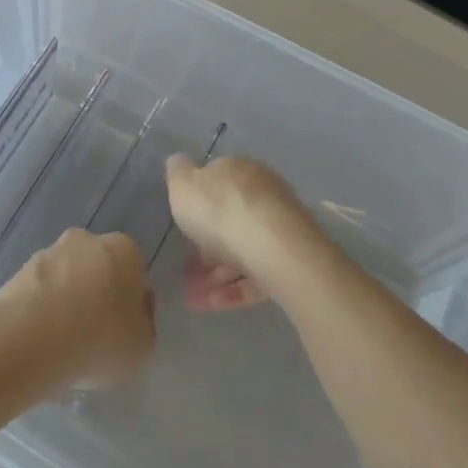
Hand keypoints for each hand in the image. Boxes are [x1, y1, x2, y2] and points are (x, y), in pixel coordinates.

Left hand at [0, 229, 154, 388]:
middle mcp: (86, 240)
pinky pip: (39, 291)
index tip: (124, 326)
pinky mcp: (18, 270)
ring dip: (66, 299)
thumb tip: (137, 309)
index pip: (134, 269)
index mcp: (124, 250)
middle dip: (97, 292)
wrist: (33, 337)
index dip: (130, 298)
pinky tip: (40, 338)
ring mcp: (49, 252)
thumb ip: (144, 323)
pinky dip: (41, 308)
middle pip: (98, 267)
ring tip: (63, 341)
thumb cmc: (100, 338)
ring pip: (66, 276)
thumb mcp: (142, 345)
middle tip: (94, 332)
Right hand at [166, 155, 336, 313]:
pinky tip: (210, 305)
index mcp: (239, 171)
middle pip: (231, 219)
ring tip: (192, 297)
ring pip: (242, 251)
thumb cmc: (220, 212)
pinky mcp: (290, 262)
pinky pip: (256, 275)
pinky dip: (233, 290)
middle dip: (207, 246)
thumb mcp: (183, 185)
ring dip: (215, 275)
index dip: (197, 204)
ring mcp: (279, 230)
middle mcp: (263, 195)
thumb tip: (179, 162)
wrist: (274, 249)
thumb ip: (177, 173)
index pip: (217, 182)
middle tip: (185, 270)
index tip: (181, 227)